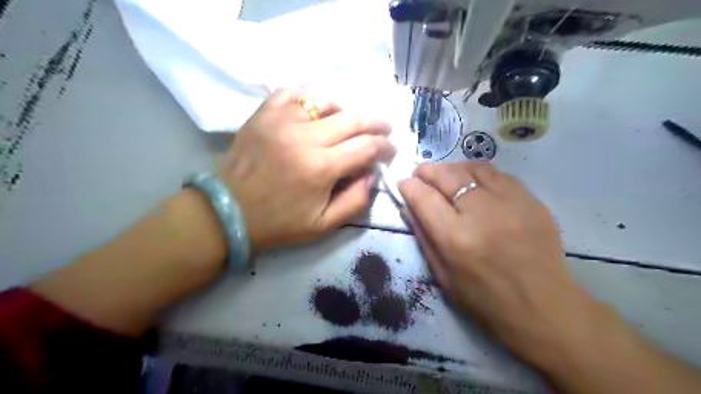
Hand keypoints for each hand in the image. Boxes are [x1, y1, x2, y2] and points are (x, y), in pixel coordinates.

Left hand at [219, 89, 393, 249]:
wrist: (229, 212)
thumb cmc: (279, 223)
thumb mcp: (324, 225)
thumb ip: (356, 200)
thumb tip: (372, 173)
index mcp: (321, 168)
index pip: (366, 147)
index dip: (385, 147)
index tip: (390, 150)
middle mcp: (305, 138)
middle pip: (353, 119)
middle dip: (376, 124)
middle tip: (384, 129)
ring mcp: (281, 121)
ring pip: (326, 102)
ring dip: (344, 112)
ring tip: (348, 124)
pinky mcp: (263, 114)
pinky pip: (293, 94)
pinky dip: (309, 101)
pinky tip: (314, 114)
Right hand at [397, 163, 605, 371]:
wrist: (543, 308)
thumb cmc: (485, 300)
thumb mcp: (443, 276)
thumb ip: (424, 237)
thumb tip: (409, 207)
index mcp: (456, 239)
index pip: (424, 198)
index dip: (409, 186)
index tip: (404, 183)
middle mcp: (481, 214)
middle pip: (448, 176)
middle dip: (428, 170)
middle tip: (421, 173)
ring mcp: (511, 204)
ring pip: (474, 168)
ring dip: (454, 168)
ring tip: (446, 175)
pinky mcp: (532, 201)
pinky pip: (499, 175)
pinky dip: (480, 173)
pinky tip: (475, 182)